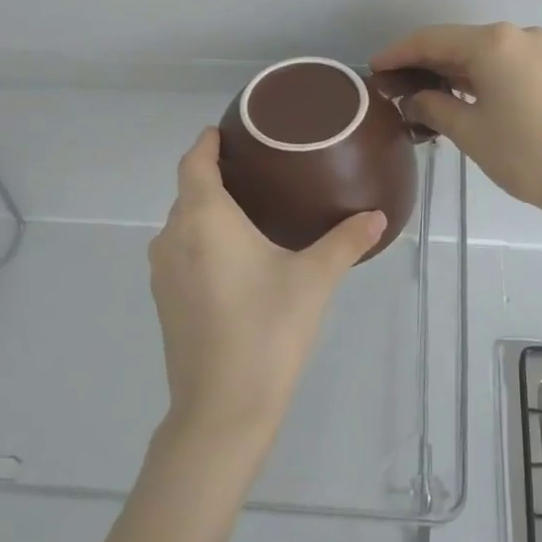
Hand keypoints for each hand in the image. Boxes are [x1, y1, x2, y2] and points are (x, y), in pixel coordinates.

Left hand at [148, 128, 384, 459]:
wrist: (222, 410)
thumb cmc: (267, 330)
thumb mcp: (314, 280)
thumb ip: (345, 242)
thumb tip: (378, 216)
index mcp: (204, 219)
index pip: (194, 163)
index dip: (206, 143)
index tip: (226, 131)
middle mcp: (173, 237)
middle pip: (187, 192)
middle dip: (213, 176)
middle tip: (257, 170)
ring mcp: (163, 272)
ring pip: (182, 225)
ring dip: (206, 211)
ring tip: (249, 210)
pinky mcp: (164, 302)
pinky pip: (180, 252)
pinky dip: (201, 241)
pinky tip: (234, 258)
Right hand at [371, 23, 541, 217]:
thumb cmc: (525, 154)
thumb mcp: (469, 131)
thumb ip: (433, 106)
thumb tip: (413, 100)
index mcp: (493, 43)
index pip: (431, 40)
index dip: (398, 54)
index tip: (373, 69)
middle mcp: (517, 34)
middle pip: (456, 42)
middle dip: (423, 63)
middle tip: (392, 88)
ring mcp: (538, 49)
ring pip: (480, 53)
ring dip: (449, 71)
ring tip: (419, 96)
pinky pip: (501, 63)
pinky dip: (475, 77)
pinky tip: (456, 96)